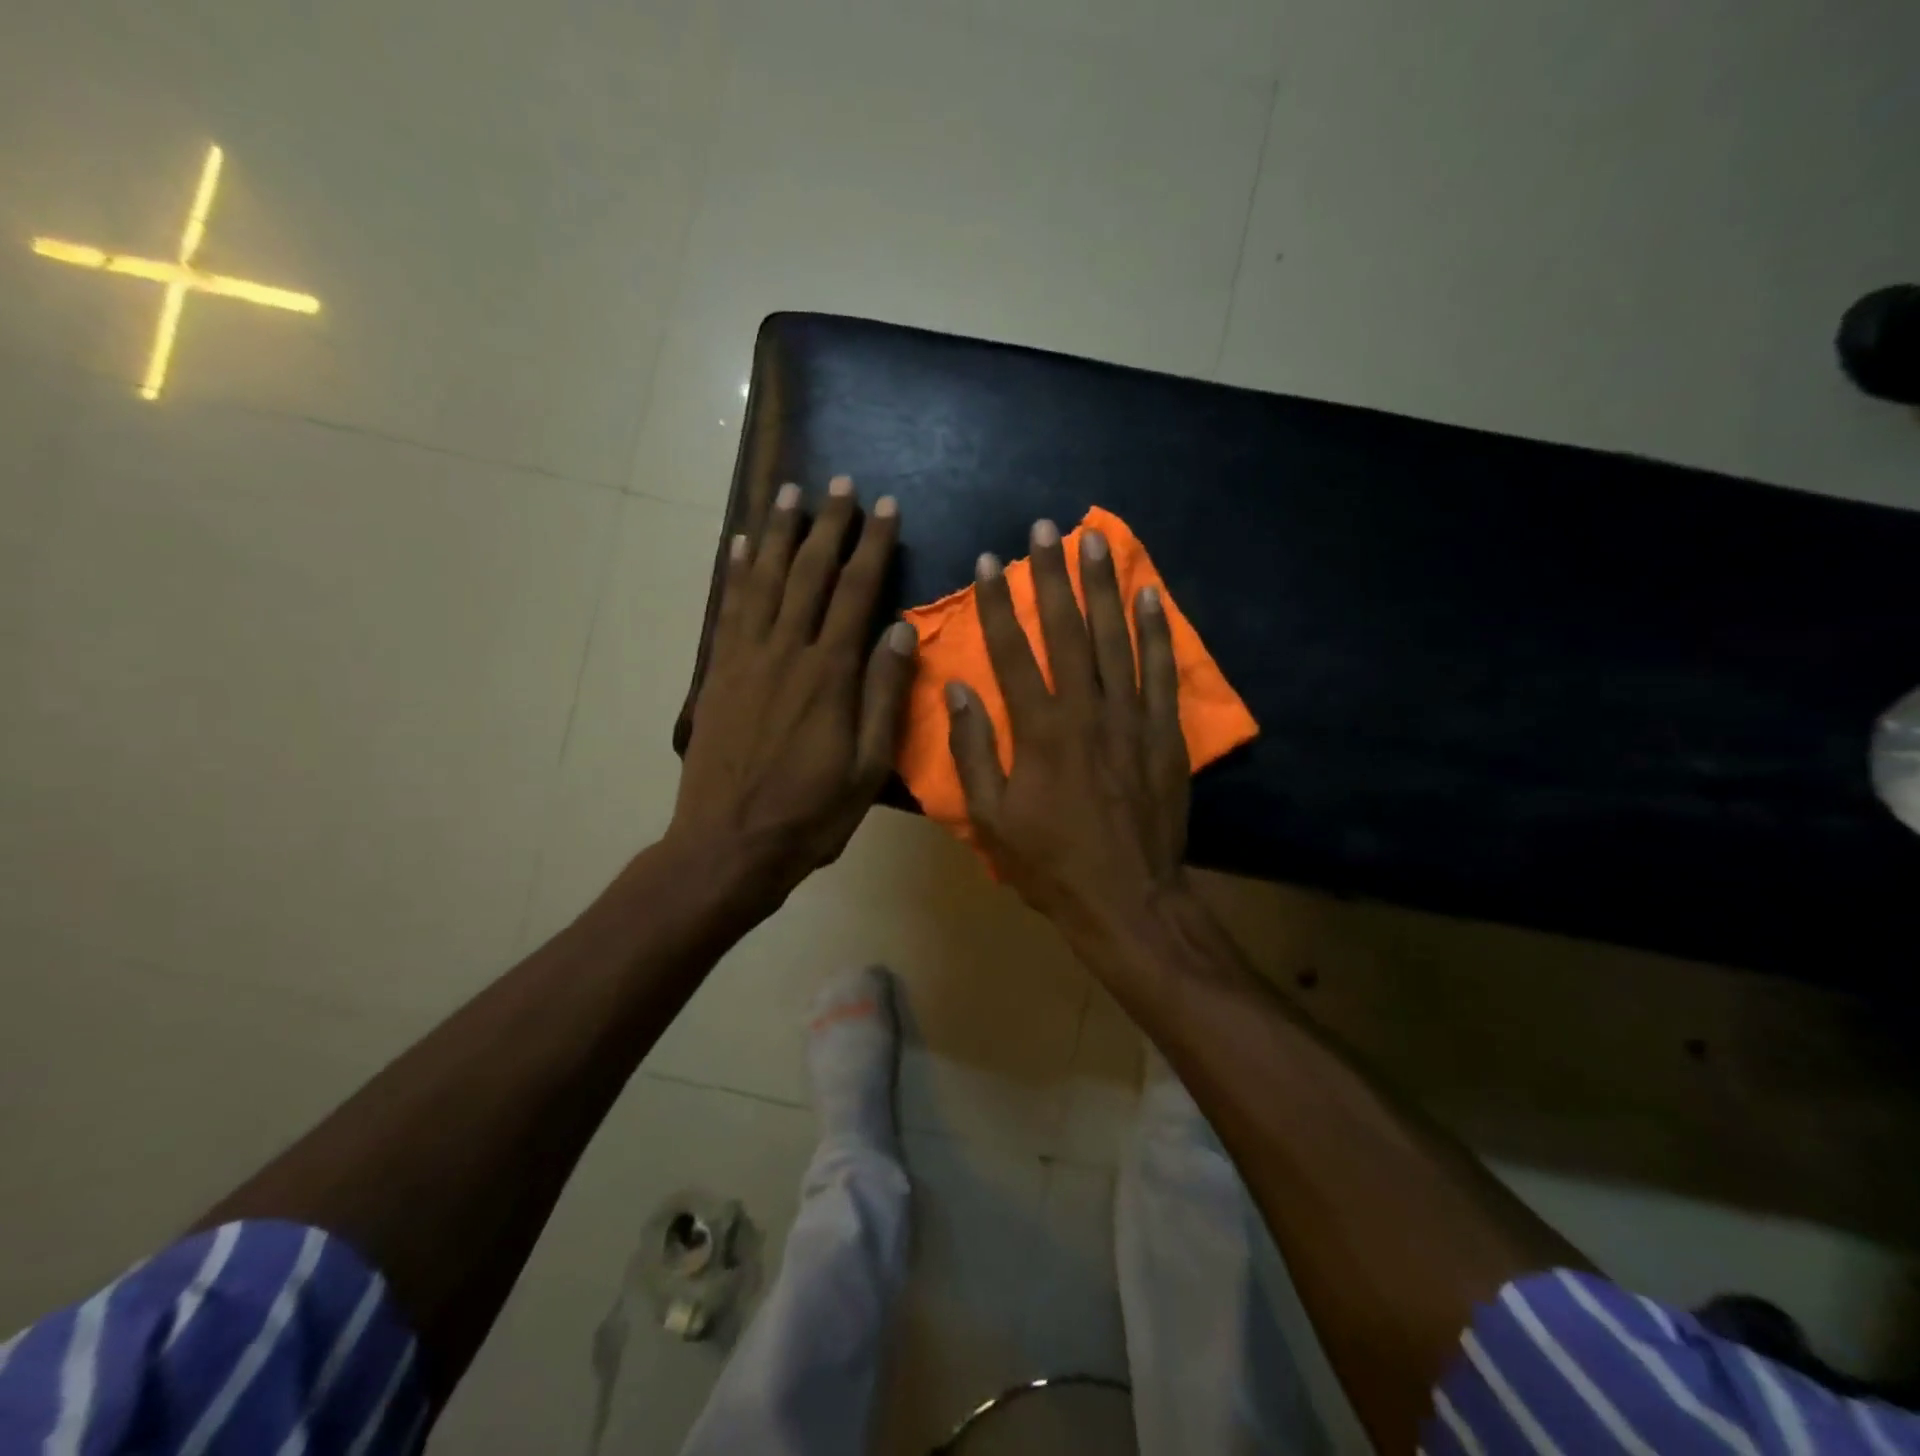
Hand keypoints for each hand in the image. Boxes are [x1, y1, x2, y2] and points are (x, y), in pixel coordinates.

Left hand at [671, 476, 917, 902]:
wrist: (728, 845)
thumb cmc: (809, 815)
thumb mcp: (868, 768)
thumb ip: (883, 696)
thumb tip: (901, 632)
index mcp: (829, 675)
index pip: (857, 593)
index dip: (873, 546)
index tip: (886, 508)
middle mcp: (787, 653)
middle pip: (809, 574)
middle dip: (829, 525)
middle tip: (841, 484)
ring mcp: (745, 659)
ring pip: (764, 580)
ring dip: (778, 533)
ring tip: (789, 492)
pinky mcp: (717, 673)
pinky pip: (728, 609)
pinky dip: (735, 571)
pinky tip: (740, 544)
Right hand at [945, 518, 1187, 930]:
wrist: (1129, 899)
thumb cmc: (1051, 863)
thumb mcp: (992, 818)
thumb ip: (974, 751)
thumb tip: (958, 690)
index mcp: (1038, 730)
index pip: (1012, 652)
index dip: (998, 605)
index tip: (989, 562)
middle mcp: (1085, 710)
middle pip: (1066, 630)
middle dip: (1053, 576)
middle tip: (1046, 529)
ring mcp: (1131, 717)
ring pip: (1115, 638)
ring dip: (1103, 586)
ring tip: (1095, 541)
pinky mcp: (1165, 732)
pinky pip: (1160, 671)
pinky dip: (1156, 630)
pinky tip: (1149, 595)